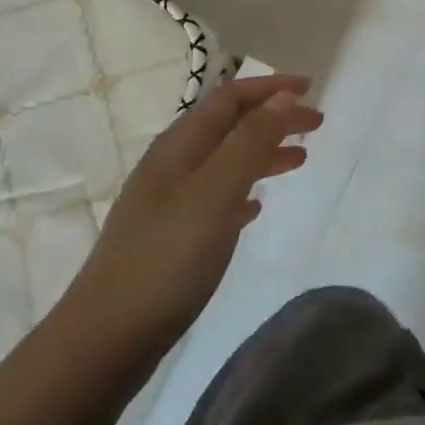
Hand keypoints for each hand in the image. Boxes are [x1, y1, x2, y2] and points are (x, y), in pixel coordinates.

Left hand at [78, 74, 321, 346]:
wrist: (108, 336)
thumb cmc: (168, 256)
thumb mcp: (217, 191)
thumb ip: (251, 141)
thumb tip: (284, 96)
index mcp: (181, 145)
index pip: (231, 97)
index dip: (272, 87)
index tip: (312, 89)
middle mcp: (173, 164)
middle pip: (230, 126)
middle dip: (273, 119)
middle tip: (316, 127)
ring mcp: (168, 201)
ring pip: (225, 161)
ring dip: (262, 153)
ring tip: (299, 161)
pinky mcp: (170, 236)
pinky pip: (216, 197)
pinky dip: (243, 190)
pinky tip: (256, 208)